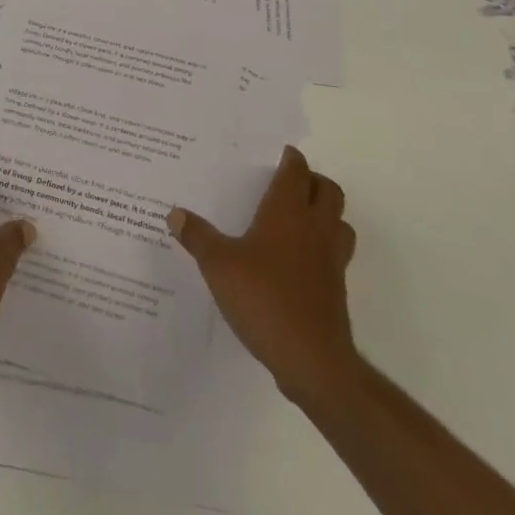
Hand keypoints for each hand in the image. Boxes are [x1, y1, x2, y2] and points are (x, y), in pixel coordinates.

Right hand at [168, 145, 360, 408]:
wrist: (312, 359)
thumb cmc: (263, 298)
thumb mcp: (218, 265)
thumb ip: (197, 237)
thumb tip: (175, 213)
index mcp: (288, 212)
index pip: (297, 171)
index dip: (290, 159)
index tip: (278, 154)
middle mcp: (315, 229)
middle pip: (329, 191)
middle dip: (312, 181)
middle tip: (288, 183)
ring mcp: (331, 260)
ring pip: (339, 222)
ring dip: (325, 214)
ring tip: (297, 219)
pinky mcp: (336, 290)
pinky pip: (335, 254)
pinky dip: (322, 247)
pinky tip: (296, 261)